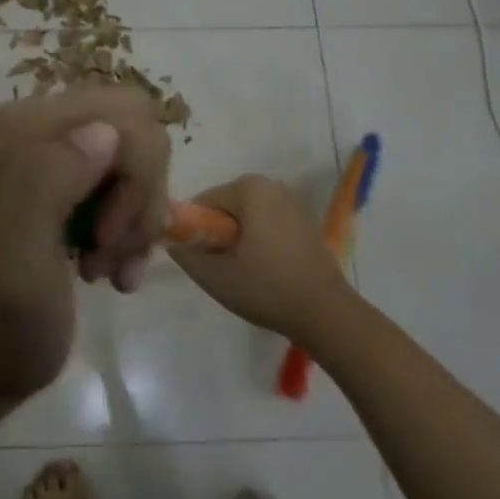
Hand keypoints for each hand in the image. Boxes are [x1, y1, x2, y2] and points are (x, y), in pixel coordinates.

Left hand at [0, 85, 170, 399]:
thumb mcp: (17, 257)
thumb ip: (47, 182)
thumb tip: (105, 130)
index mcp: (16, 131)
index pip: (122, 113)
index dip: (136, 175)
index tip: (107, 236)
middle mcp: (33, 127)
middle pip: (136, 130)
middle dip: (140, 195)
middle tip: (111, 251)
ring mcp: (50, 155)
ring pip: (138, 160)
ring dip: (136, 219)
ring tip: (106, 268)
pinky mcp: (65, 184)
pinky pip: (128, 186)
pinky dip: (131, 231)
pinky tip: (112, 272)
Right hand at [167, 175, 352, 343]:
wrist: (325, 313)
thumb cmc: (267, 289)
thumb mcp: (214, 277)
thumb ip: (186, 255)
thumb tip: (173, 243)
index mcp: (249, 189)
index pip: (203, 202)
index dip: (194, 231)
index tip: (199, 259)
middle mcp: (272, 186)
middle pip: (226, 207)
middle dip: (217, 234)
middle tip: (219, 268)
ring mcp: (293, 202)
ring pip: (247, 217)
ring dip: (237, 238)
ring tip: (241, 271)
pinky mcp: (305, 221)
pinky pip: (267, 223)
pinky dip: (258, 241)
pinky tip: (263, 270)